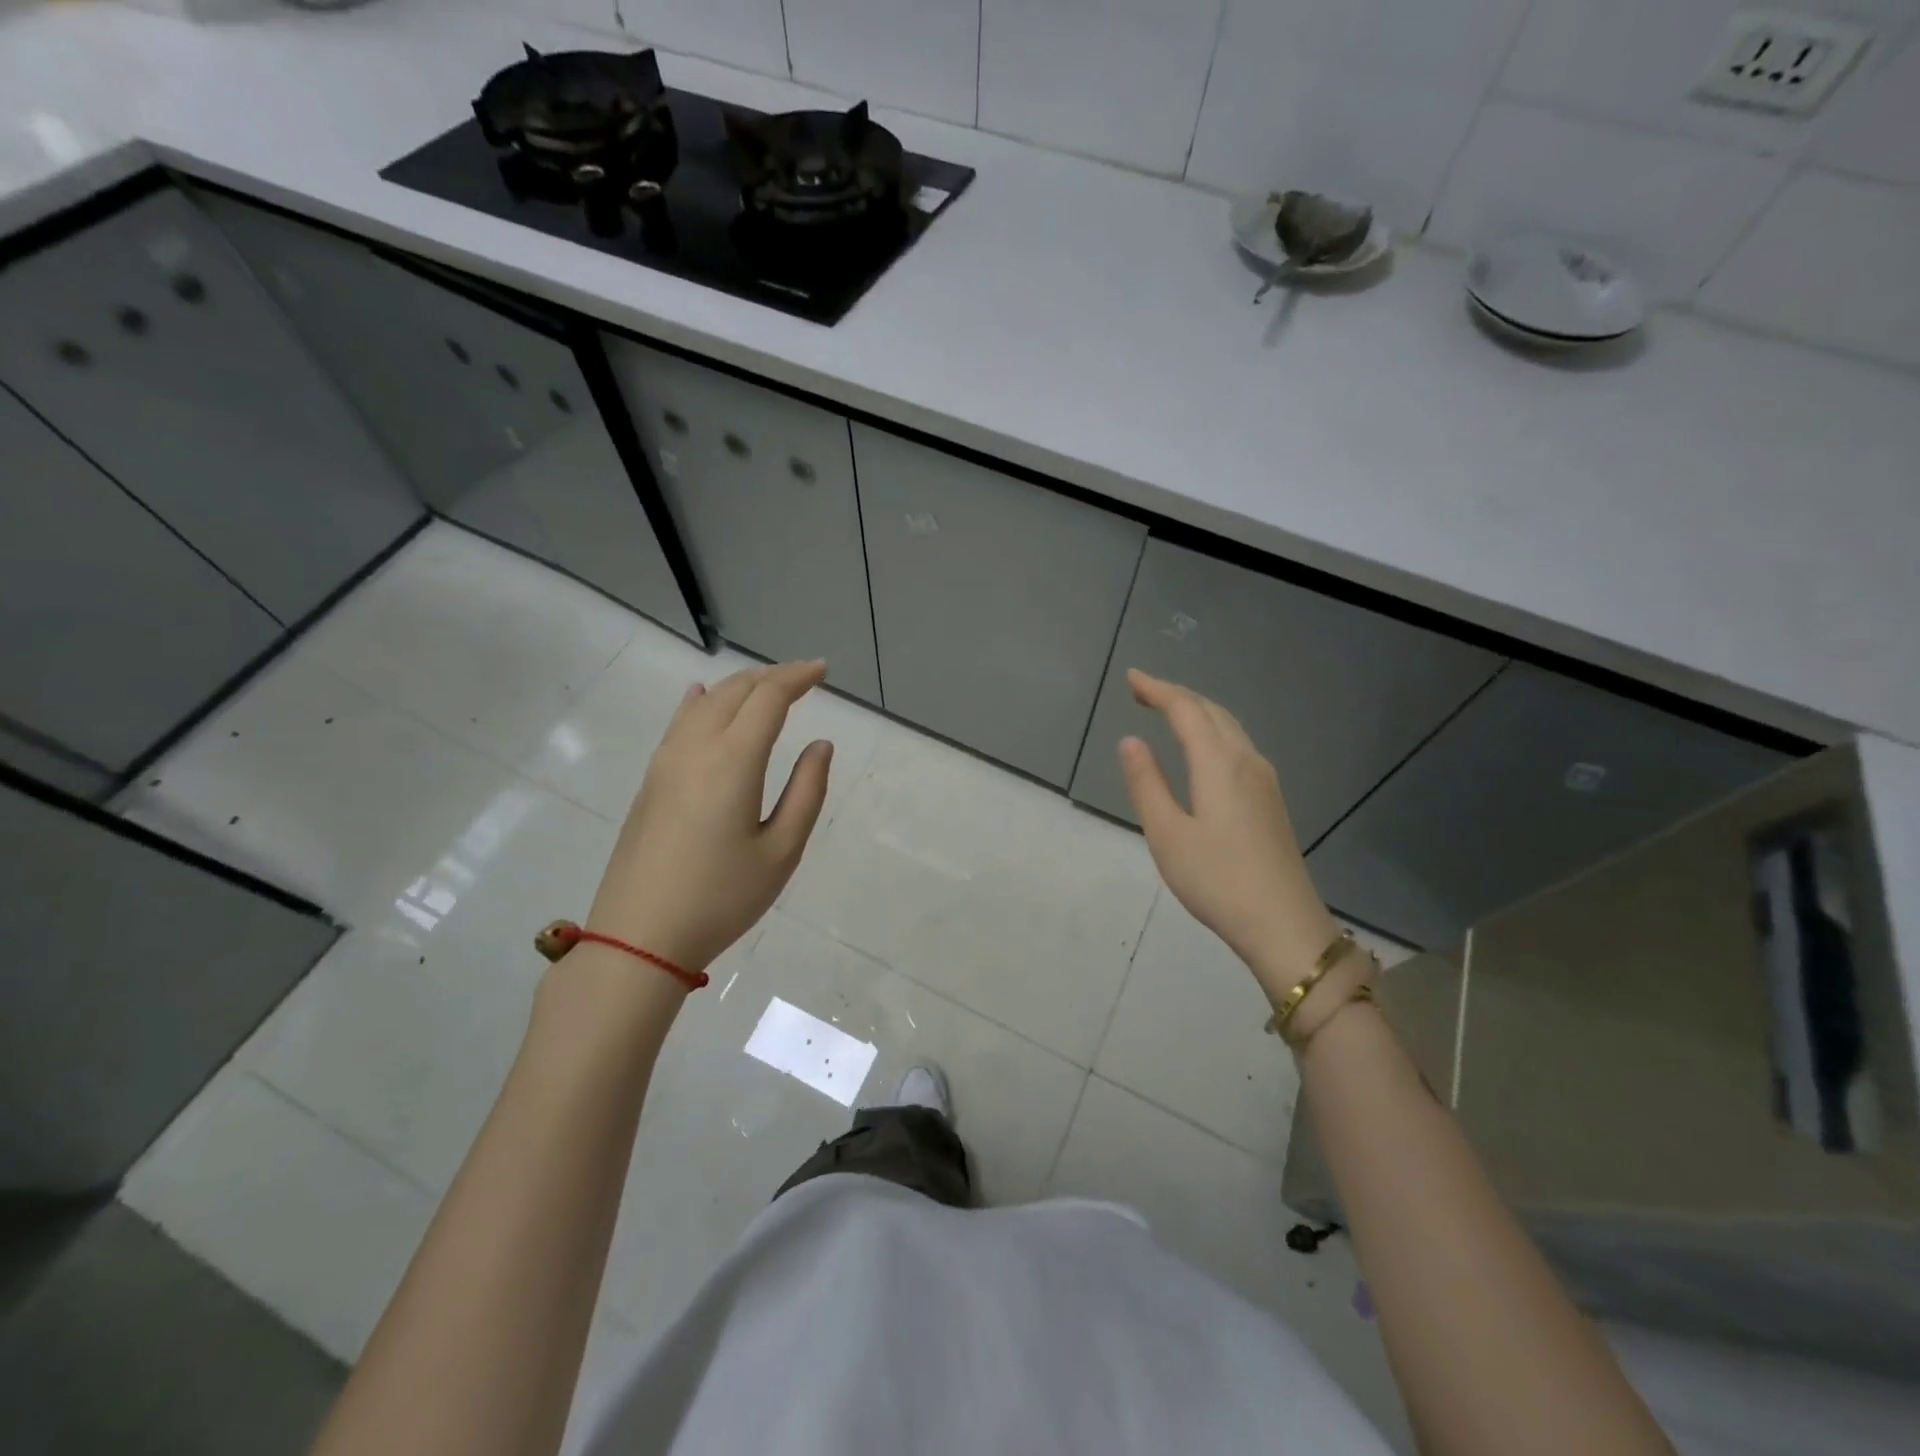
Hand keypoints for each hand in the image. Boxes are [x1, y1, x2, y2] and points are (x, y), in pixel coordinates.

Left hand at [586, 660, 832, 974]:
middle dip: (771, 676)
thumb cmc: (721, 898)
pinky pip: (679, 723)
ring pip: (704, 703)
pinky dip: (700, 702)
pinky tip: (701, 697)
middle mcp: (695, 748)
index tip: (822, 670)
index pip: (768, 698)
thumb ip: (806, 792)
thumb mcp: (781, 852)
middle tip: (803, 678)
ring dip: (739, 687)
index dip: (797, 677)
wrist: (638, 937)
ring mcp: (666, 762)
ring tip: (767, 688)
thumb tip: (820, 745)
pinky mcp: (650, 781)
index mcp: (733, 761)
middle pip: (735, 691)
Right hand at [1117, 670, 1340, 1000]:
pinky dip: (1213, 731)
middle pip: (1212, 712)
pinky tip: (1204, 748)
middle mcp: (1247, 761)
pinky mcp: (1270, 800)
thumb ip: (1147, 783)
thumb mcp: (1167, 834)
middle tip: (1143, 691)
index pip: (1186, 710)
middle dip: (1177, 695)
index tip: (1131, 678)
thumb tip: (1131, 741)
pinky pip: (1238, 745)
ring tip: (1169, 710)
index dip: (1158, 690)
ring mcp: (1264, 780)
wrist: (1283, 924)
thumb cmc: (1217, 880)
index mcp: (1219, 764)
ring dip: (1198, 711)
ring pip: (1230, 727)